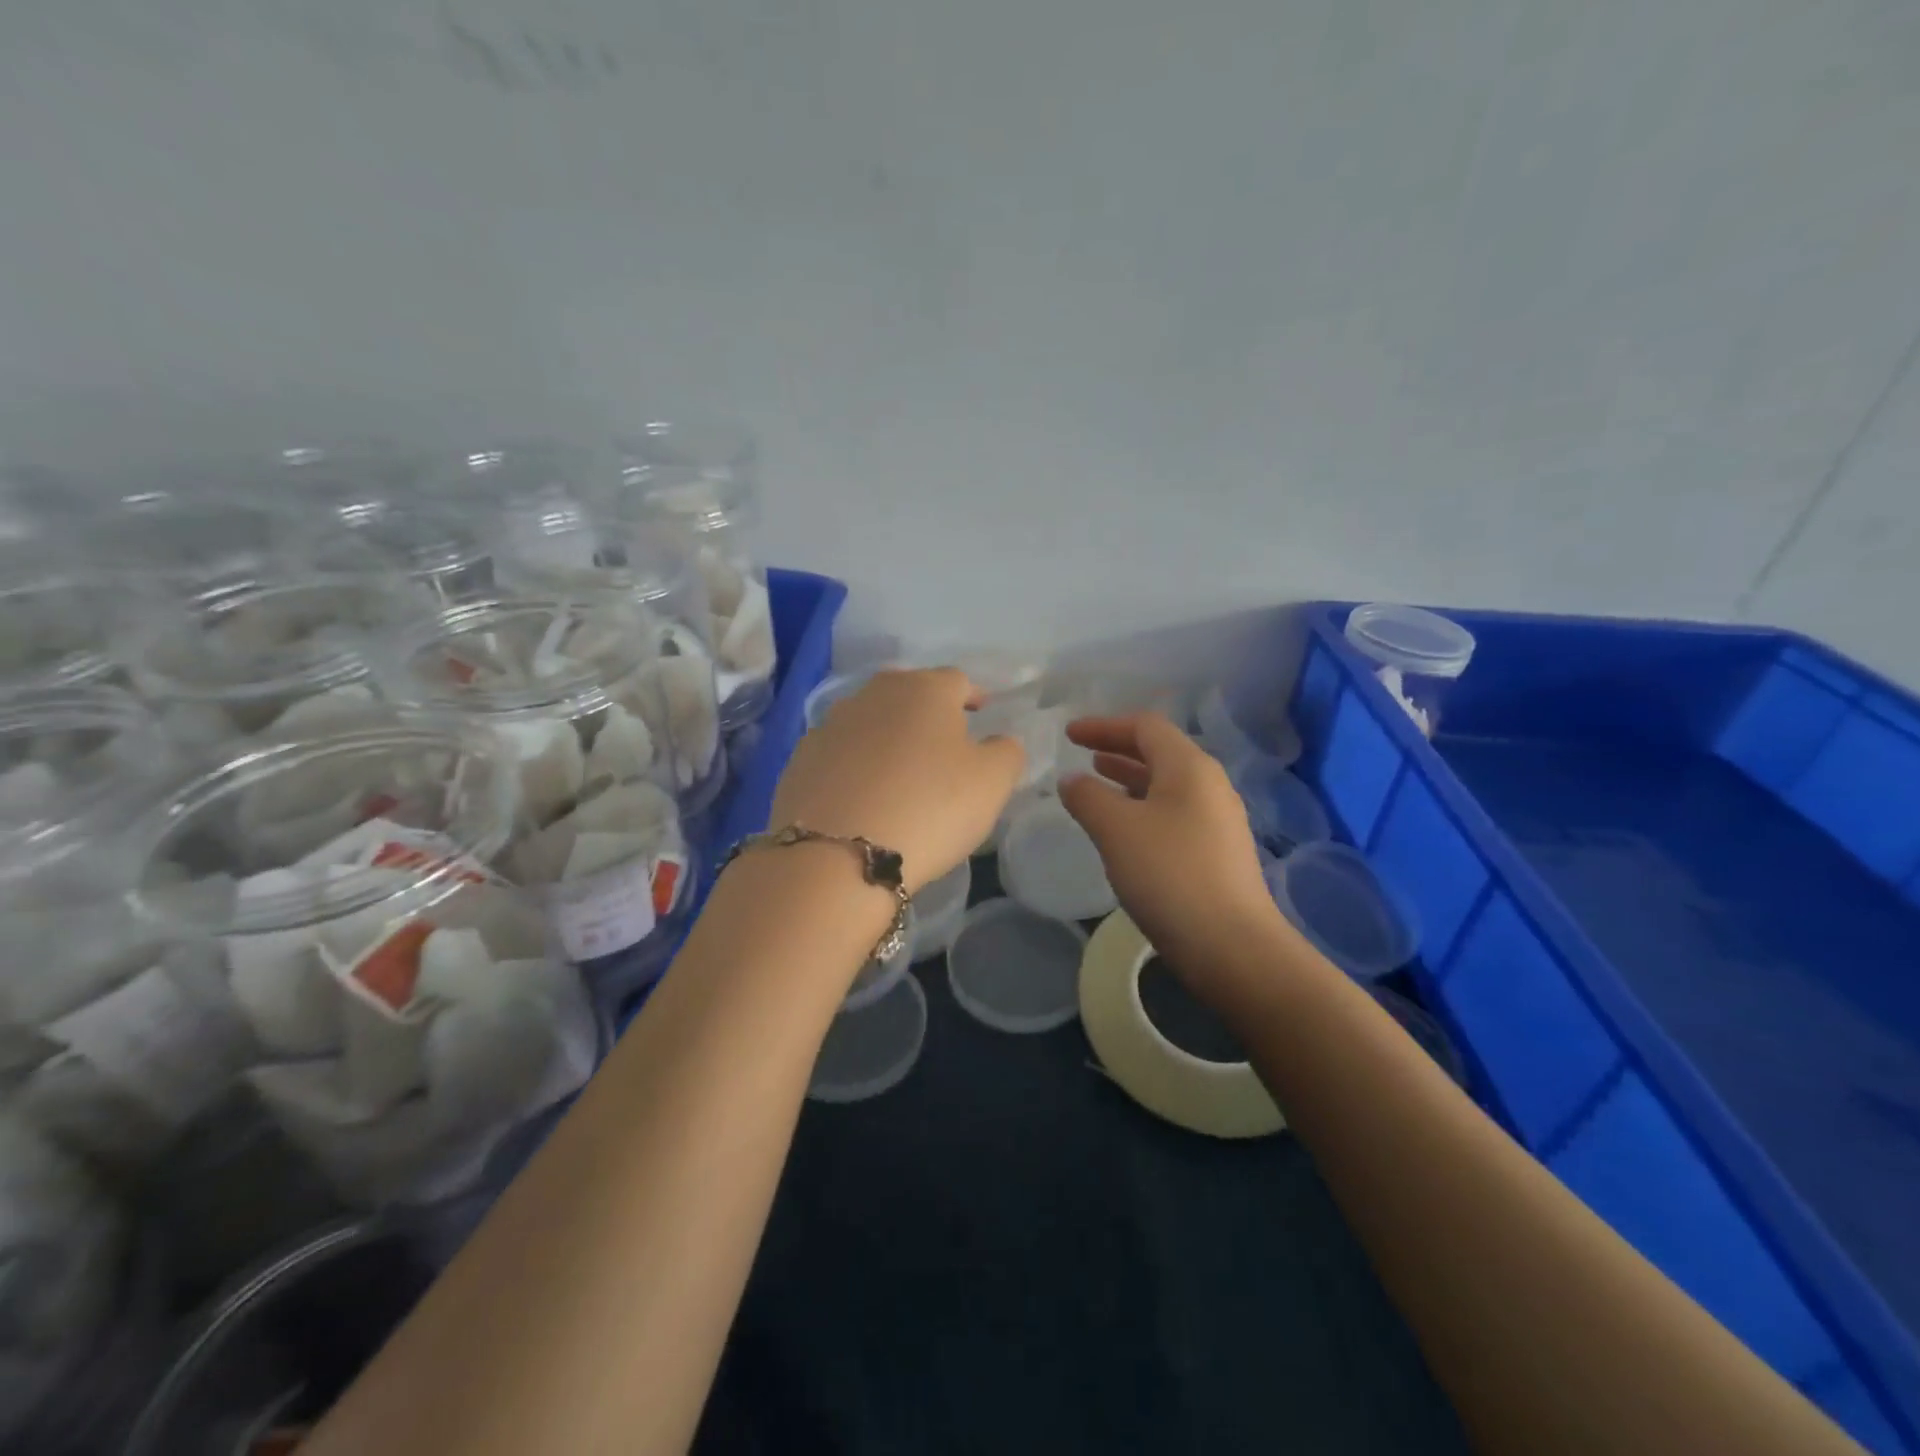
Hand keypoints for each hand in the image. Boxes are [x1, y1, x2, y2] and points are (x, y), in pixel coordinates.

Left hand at [772, 668, 1024, 891]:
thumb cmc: (929, 808)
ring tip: (899, 771)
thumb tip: (998, 741)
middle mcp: (873, 694)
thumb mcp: (991, 783)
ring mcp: (830, 724)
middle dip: (927, 712)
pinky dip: (855, 765)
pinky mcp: (801, 759)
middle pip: (908, 693)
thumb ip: (1005, 752)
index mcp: (924, 690)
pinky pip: (840, 753)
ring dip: (887, 737)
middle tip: (942, 742)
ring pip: (870, 721)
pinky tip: (862, 795)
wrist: (837, 855)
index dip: (972, 695)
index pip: (957, 680)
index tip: (980, 711)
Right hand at [1059, 713, 1282, 1003]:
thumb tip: (1073, 780)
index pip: (1145, 726)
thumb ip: (1087, 796)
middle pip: (1159, 751)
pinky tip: (1124, 829)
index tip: (1069, 734)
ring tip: (1098, 783)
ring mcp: (1217, 820)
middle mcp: (1209, 785)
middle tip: (1081, 753)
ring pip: (1166, 784)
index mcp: (1189, 767)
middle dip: (1117, 748)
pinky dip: (1142, 807)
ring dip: (1129, 778)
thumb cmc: (1169, 874)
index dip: (1104, 725)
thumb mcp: (1116, 829)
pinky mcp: (1217, 852)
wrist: (1231, 946)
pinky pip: (1173, 812)